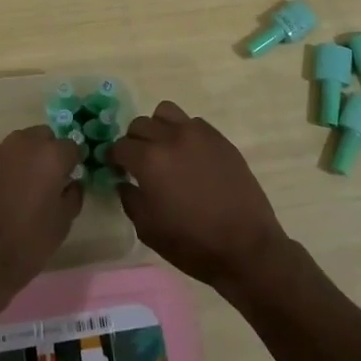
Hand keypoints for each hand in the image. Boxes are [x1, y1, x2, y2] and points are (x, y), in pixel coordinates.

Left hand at [0, 125, 82, 304]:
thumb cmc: (27, 242)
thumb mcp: (62, 224)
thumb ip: (72, 196)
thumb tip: (72, 183)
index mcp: (51, 156)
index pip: (71, 147)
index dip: (72, 163)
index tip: (68, 180)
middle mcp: (24, 143)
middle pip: (43, 137)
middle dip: (48, 152)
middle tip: (46, 180)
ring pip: (19, 144)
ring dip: (25, 157)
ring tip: (22, 187)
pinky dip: (4, 168)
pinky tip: (0, 192)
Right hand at [110, 101, 291, 292]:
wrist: (246, 247)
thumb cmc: (192, 244)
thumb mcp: (148, 229)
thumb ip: (130, 198)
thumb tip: (124, 181)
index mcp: (149, 160)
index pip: (120, 146)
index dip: (114, 159)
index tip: (117, 170)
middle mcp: (171, 138)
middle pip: (140, 124)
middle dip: (134, 142)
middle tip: (139, 162)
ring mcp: (198, 134)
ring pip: (166, 112)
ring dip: (158, 128)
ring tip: (164, 149)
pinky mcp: (220, 139)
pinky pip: (193, 123)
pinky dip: (184, 133)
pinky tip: (190, 156)